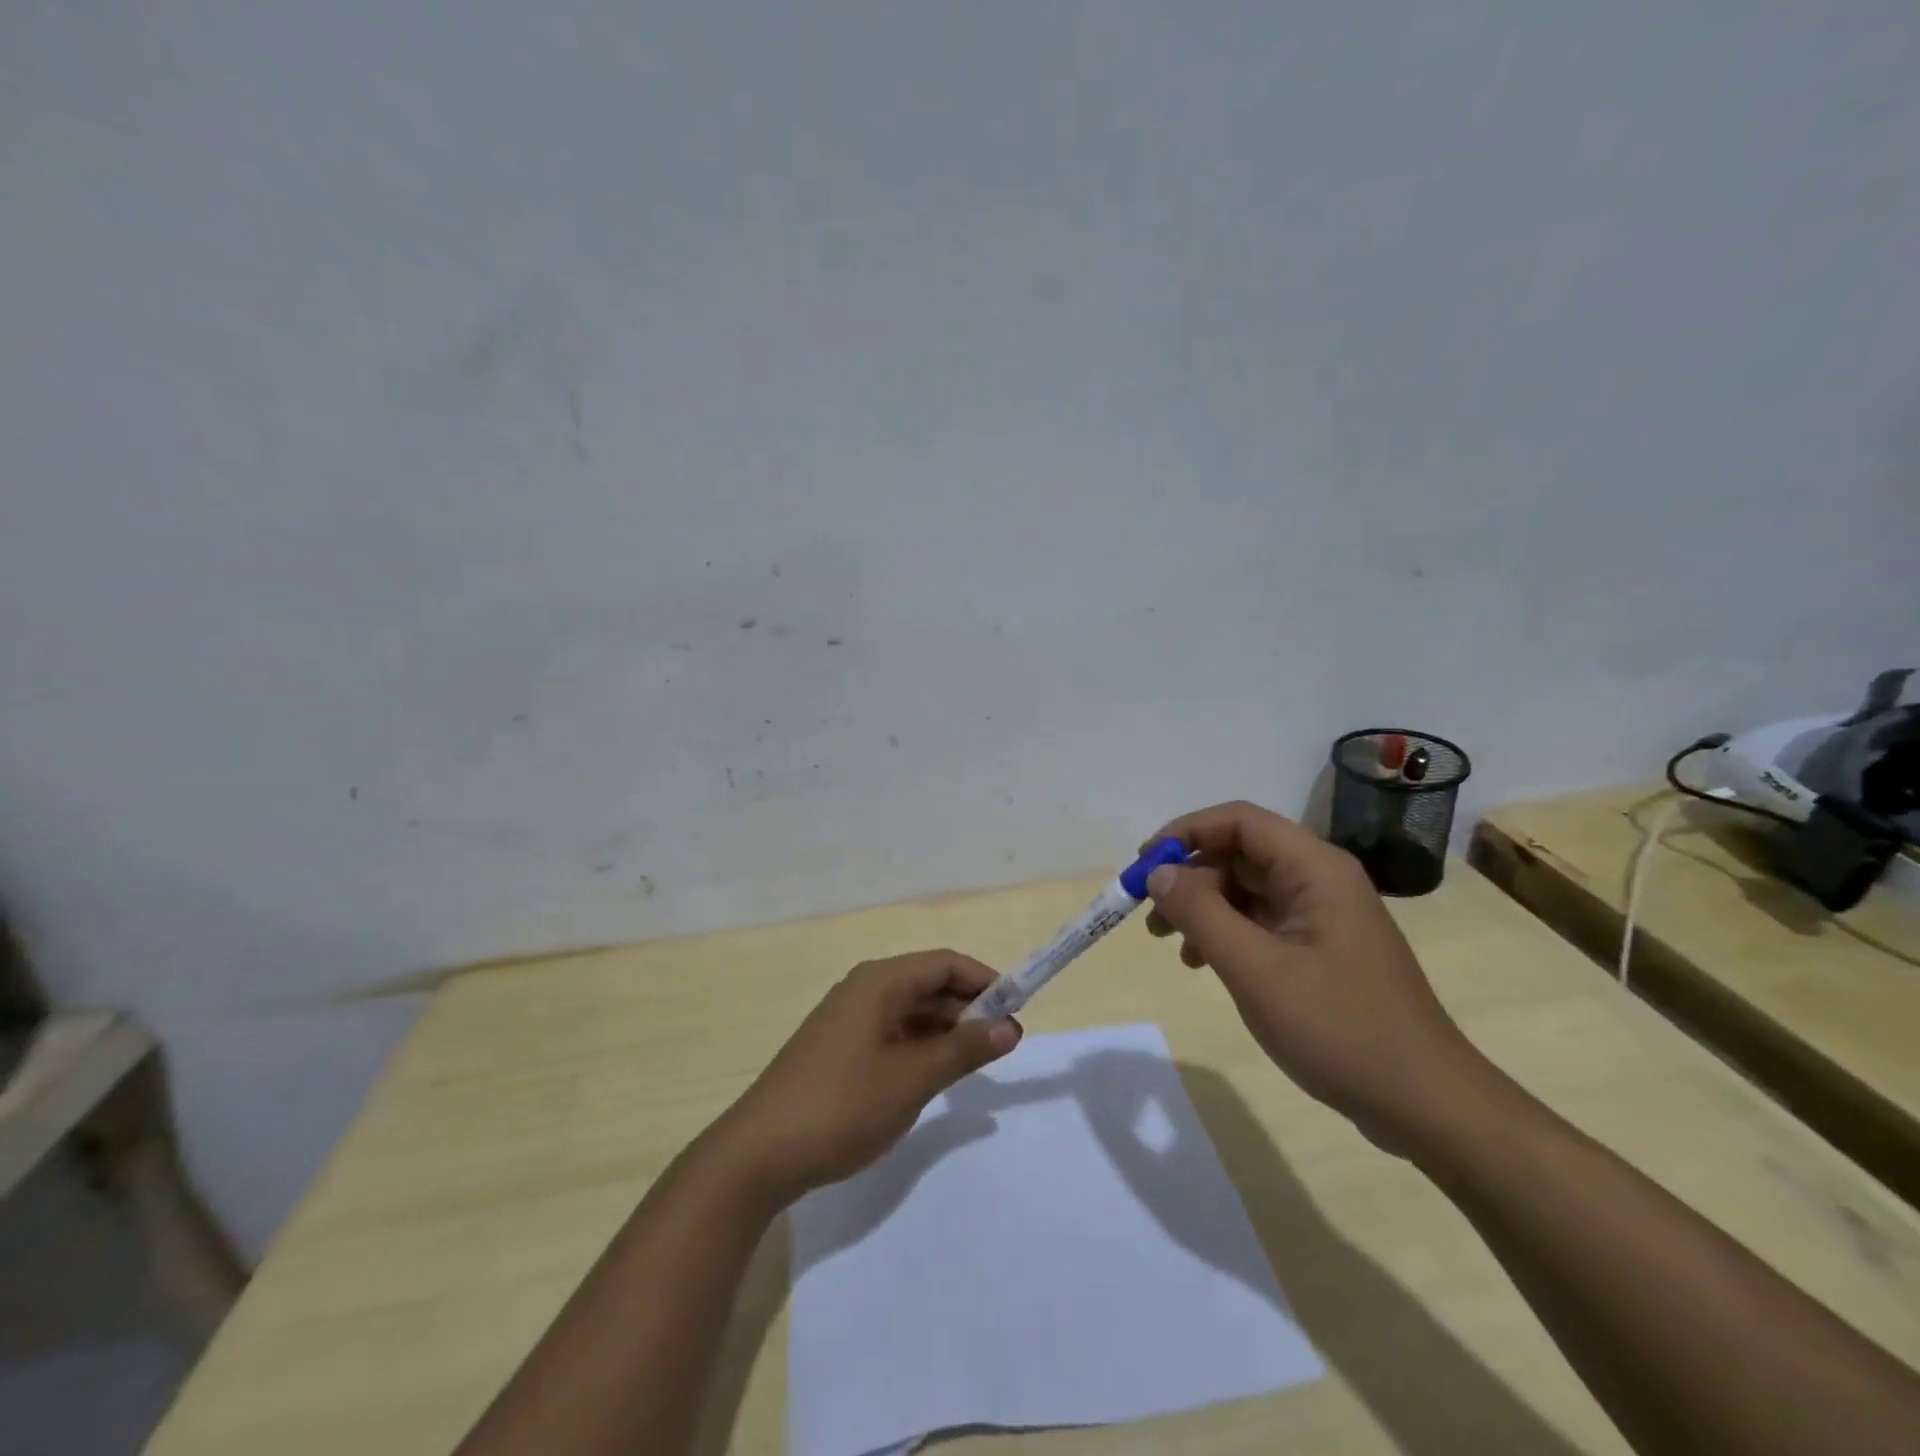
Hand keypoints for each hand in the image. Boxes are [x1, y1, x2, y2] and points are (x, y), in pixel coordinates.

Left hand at [715, 950, 1021, 1205]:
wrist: (759, 1154)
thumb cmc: (843, 1105)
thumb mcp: (913, 1078)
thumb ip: (964, 1049)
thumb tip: (1011, 1026)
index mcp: (880, 982)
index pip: (944, 963)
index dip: (985, 981)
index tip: (1018, 1009)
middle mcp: (864, 990)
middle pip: (928, 984)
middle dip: (968, 1008)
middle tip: (1004, 1044)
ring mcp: (848, 1020)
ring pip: (911, 1011)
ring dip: (946, 1030)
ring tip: (976, 1063)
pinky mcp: (839, 1049)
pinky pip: (892, 1033)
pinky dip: (920, 1047)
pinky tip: (934, 1076)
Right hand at [1142, 801, 1491, 1147]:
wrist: (1424, 1103)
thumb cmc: (1338, 1027)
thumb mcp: (1254, 968)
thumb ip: (1200, 912)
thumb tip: (1158, 873)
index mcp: (1314, 868)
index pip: (1238, 820)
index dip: (1185, 833)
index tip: (1144, 865)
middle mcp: (1320, 879)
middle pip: (1239, 853)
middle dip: (1189, 876)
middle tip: (1151, 915)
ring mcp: (1322, 915)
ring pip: (1246, 888)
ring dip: (1203, 907)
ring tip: (1170, 943)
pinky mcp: (1321, 948)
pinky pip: (1261, 921)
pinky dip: (1226, 933)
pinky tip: (1203, 964)